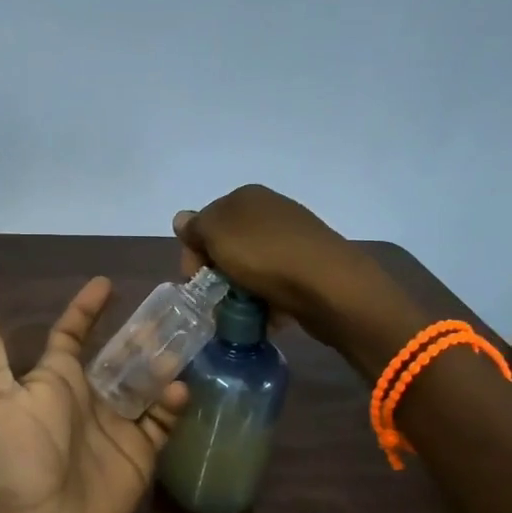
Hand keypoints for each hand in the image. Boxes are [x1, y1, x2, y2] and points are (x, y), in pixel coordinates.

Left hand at [0, 277, 186, 512]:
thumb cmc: (7, 455)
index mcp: (53, 380)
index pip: (72, 335)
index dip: (87, 310)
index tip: (107, 284)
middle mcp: (85, 399)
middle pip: (119, 357)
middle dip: (140, 335)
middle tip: (168, 312)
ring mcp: (113, 428)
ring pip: (145, 385)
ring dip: (162, 363)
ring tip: (182, 343)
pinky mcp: (136, 457)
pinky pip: (160, 424)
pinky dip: (173, 405)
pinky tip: (178, 390)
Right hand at [172, 184, 364, 331]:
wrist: (329, 285)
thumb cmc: (264, 255)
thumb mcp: (217, 234)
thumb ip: (195, 226)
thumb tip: (182, 219)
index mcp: (245, 197)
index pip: (204, 223)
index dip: (193, 253)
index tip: (195, 280)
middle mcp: (269, 211)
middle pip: (226, 246)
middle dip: (216, 274)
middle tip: (217, 299)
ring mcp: (291, 237)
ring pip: (249, 267)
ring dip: (240, 291)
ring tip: (242, 313)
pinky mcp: (308, 265)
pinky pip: (274, 282)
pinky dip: (266, 299)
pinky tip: (267, 315)